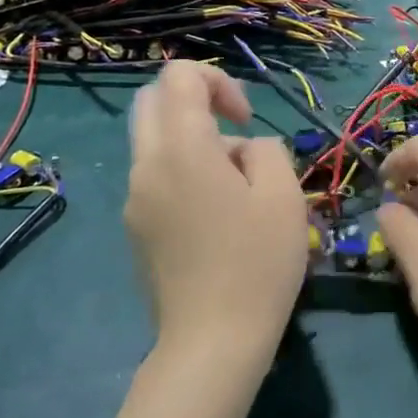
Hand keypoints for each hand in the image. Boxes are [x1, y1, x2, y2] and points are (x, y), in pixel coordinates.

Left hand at [124, 61, 306, 365]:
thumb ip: (266, 149)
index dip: (219, 81)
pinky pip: (154, 177)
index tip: (246, 121)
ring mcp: (134, 199)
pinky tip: (217, 217)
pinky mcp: (135, 228)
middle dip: (195, 102)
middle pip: (152, 100)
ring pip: (153, 140)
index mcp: (181, 148)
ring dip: (191, 141)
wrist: (212, 342)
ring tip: (236, 187)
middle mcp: (146, 165)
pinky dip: (182, 172)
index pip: (179, 76)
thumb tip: (243, 150)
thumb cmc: (256, 263)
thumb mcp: (283, 194)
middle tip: (234, 134)